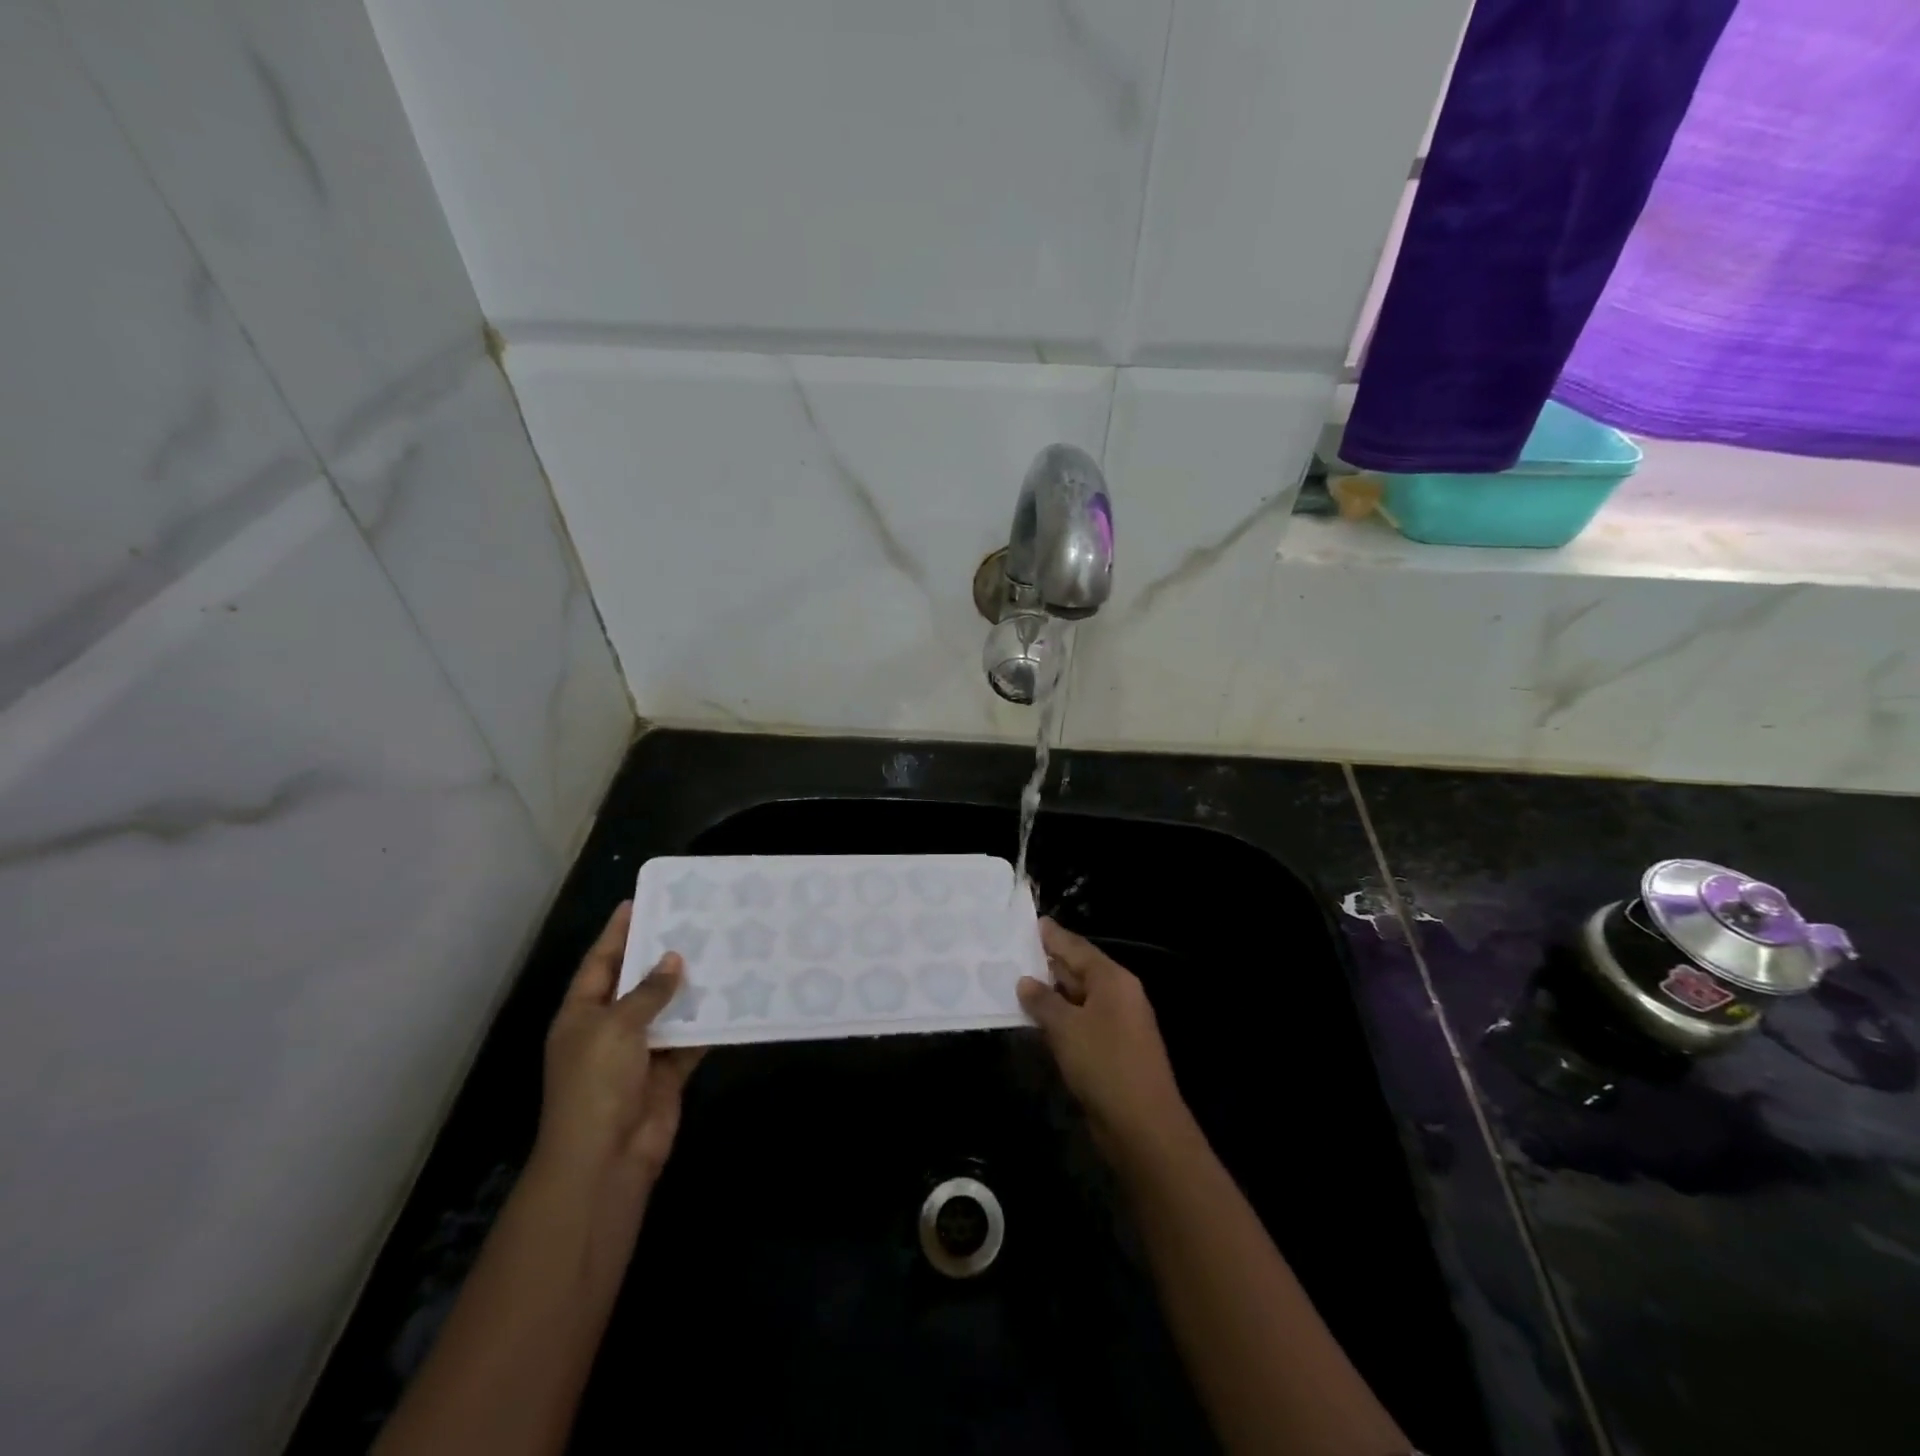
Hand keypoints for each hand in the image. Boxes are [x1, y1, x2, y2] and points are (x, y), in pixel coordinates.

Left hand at [532, 902, 704, 1206]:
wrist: (605, 1158)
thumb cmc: (597, 1083)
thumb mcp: (616, 1027)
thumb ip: (647, 992)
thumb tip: (672, 959)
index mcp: (582, 1014)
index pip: (600, 962)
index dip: (617, 933)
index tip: (639, 901)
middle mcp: (609, 1028)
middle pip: (636, 983)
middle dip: (660, 956)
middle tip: (692, 921)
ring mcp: (638, 1052)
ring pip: (667, 1009)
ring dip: (689, 988)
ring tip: (719, 950)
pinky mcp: (667, 1072)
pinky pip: (690, 1039)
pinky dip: (707, 1023)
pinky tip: (732, 997)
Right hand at [1017, 918, 1189, 1157]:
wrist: (1143, 1126)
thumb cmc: (1104, 1064)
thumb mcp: (1066, 1028)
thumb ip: (1043, 1000)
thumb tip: (1026, 981)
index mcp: (1113, 979)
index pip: (1077, 947)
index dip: (1052, 936)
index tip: (1030, 922)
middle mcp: (1118, 995)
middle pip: (1078, 970)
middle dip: (1048, 964)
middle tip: (1013, 952)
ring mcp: (1118, 1024)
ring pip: (1078, 999)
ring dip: (1050, 994)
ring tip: (1015, 982)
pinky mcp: (1112, 1050)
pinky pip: (1080, 1023)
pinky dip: (1059, 1019)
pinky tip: (1035, 1020)